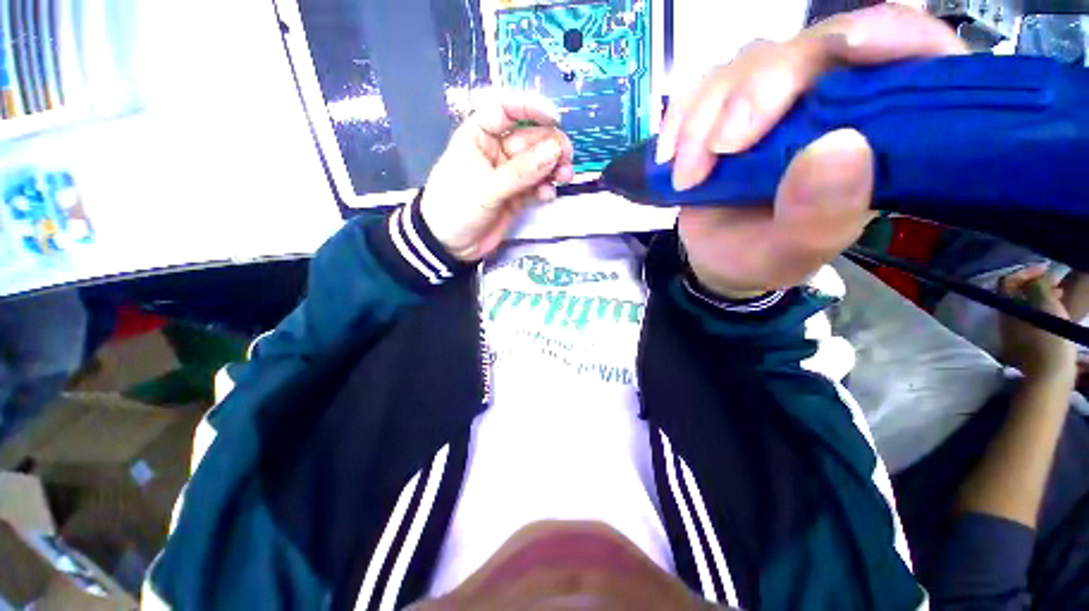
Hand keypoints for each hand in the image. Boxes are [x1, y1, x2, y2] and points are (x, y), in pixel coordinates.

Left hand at [420, 92, 573, 261]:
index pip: (506, 110)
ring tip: (565, 176)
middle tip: (566, 157)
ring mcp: (508, 176)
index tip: (555, 118)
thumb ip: (521, 172)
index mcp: (479, 136)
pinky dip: (545, 189)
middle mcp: (496, 152)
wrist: (449, 245)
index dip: (530, 108)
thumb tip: (555, 150)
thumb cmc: (457, 207)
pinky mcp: (516, 197)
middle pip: (529, 139)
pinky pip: (535, 187)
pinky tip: (548, 195)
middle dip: (549, 146)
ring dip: (553, 168)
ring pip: (537, 164)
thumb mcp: (487, 188)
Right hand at [658, 4, 965, 297]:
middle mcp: (834, 100)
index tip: (850, 48)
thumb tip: (841, 146)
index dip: (892, 34)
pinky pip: (701, 86)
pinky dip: (680, 117)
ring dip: (705, 116)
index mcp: (880, 135)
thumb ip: (820, 217)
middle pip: (811, 46)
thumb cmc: (762, 258)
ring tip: (687, 176)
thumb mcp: (792, 254)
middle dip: (758, 89)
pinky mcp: (728, 105)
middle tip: (721, 148)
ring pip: (747, 63)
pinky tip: (669, 156)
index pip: (914, 53)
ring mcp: (777, 97)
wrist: (716, 258)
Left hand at [1000, 266, 1077, 383]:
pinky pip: (1031, 321)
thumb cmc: (1049, 338)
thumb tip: (1035, 278)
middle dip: (1035, 285)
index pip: (1008, 282)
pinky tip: (1057, 314)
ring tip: (1060, 296)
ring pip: (1025, 307)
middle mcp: (1004, 319)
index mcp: (1006, 309)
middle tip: (1057, 284)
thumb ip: (1037, 287)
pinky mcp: (1024, 344)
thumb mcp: (1046, 305)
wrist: (1050, 374)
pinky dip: (1042, 312)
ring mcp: (1012, 333)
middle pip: (1016, 294)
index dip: (1026, 272)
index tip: (1046, 269)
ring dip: (1041, 298)